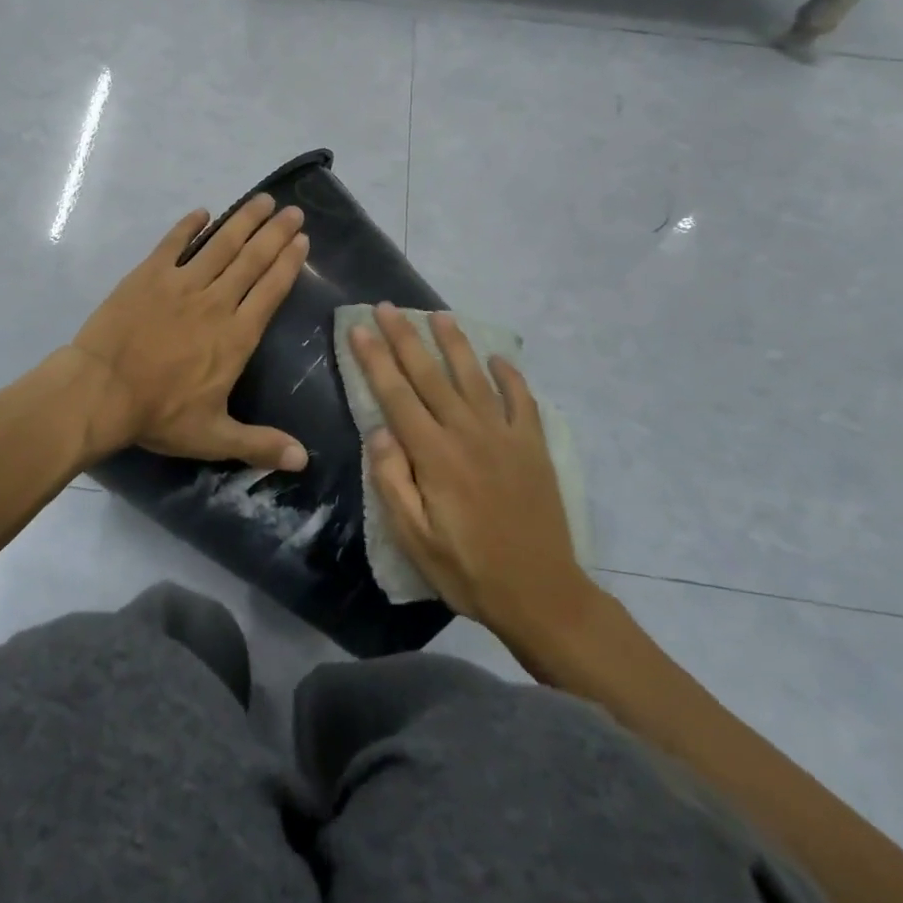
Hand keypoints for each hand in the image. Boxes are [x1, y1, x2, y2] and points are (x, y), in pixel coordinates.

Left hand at [72, 194, 309, 468]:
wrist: (100, 391)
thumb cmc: (158, 413)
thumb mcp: (213, 436)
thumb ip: (260, 444)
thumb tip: (304, 460)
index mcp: (236, 336)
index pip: (270, 290)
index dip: (288, 263)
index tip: (302, 240)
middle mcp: (216, 301)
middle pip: (252, 259)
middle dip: (275, 233)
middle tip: (293, 210)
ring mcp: (181, 283)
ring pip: (220, 244)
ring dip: (243, 221)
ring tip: (262, 200)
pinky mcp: (148, 274)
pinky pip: (173, 243)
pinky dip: (189, 226)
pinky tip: (202, 212)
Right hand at [347, 304, 595, 640]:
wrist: (543, 595)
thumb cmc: (468, 570)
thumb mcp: (414, 539)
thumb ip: (392, 482)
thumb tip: (379, 432)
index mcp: (435, 456)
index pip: (397, 395)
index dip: (375, 359)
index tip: (359, 328)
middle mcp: (468, 433)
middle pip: (431, 375)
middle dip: (405, 338)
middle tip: (388, 307)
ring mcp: (506, 436)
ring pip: (474, 376)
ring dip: (455, 343)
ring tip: (438, 315)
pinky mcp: (534, 446)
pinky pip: (522, 400)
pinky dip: (510, 375)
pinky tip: (498, 358)